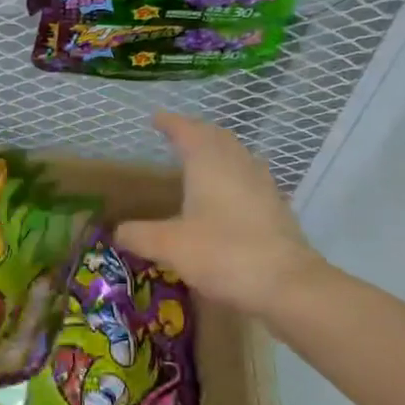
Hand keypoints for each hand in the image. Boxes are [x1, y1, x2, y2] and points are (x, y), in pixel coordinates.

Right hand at [114, 112, 326, 317]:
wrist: (286, 285)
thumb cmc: (223, 254)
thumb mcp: (169, 246)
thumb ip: (139, 235)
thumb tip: (118, 232)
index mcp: (209, 163)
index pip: (188, 131)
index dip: (171, 123)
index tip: (156, 119)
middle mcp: (238, 165)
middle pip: (217, 138)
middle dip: (196, 132)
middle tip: (177, 135)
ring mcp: (262, 185)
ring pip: (237, 156)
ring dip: (217, 152)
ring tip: (201, 160)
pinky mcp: (276, 208)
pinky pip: (249, 178)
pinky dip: (232, 176)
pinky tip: (226, 195)